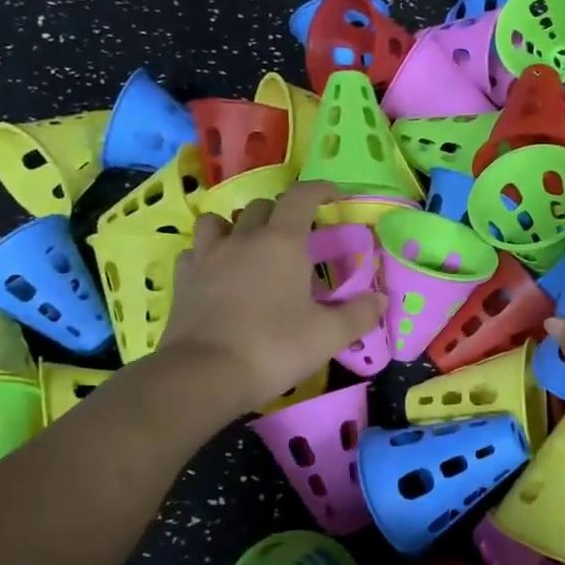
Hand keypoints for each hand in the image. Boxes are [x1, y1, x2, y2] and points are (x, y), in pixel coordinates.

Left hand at [159, 182, 384, 416]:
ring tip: (249, 247)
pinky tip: (217, 274)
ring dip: (237, 226)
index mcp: (282, 242)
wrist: (205, 374)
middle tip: (297, 236)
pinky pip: (195, 252)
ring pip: (219, 221)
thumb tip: (380, 300)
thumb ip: (358, 314)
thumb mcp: (328, 336)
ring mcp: (208, 256)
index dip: (319, 190)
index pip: (301, 197)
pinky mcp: (183, 279)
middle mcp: (243, 238)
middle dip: (282, 213)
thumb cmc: (274, 348)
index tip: (333, 196)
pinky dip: (208, 255)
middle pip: (262, 207)